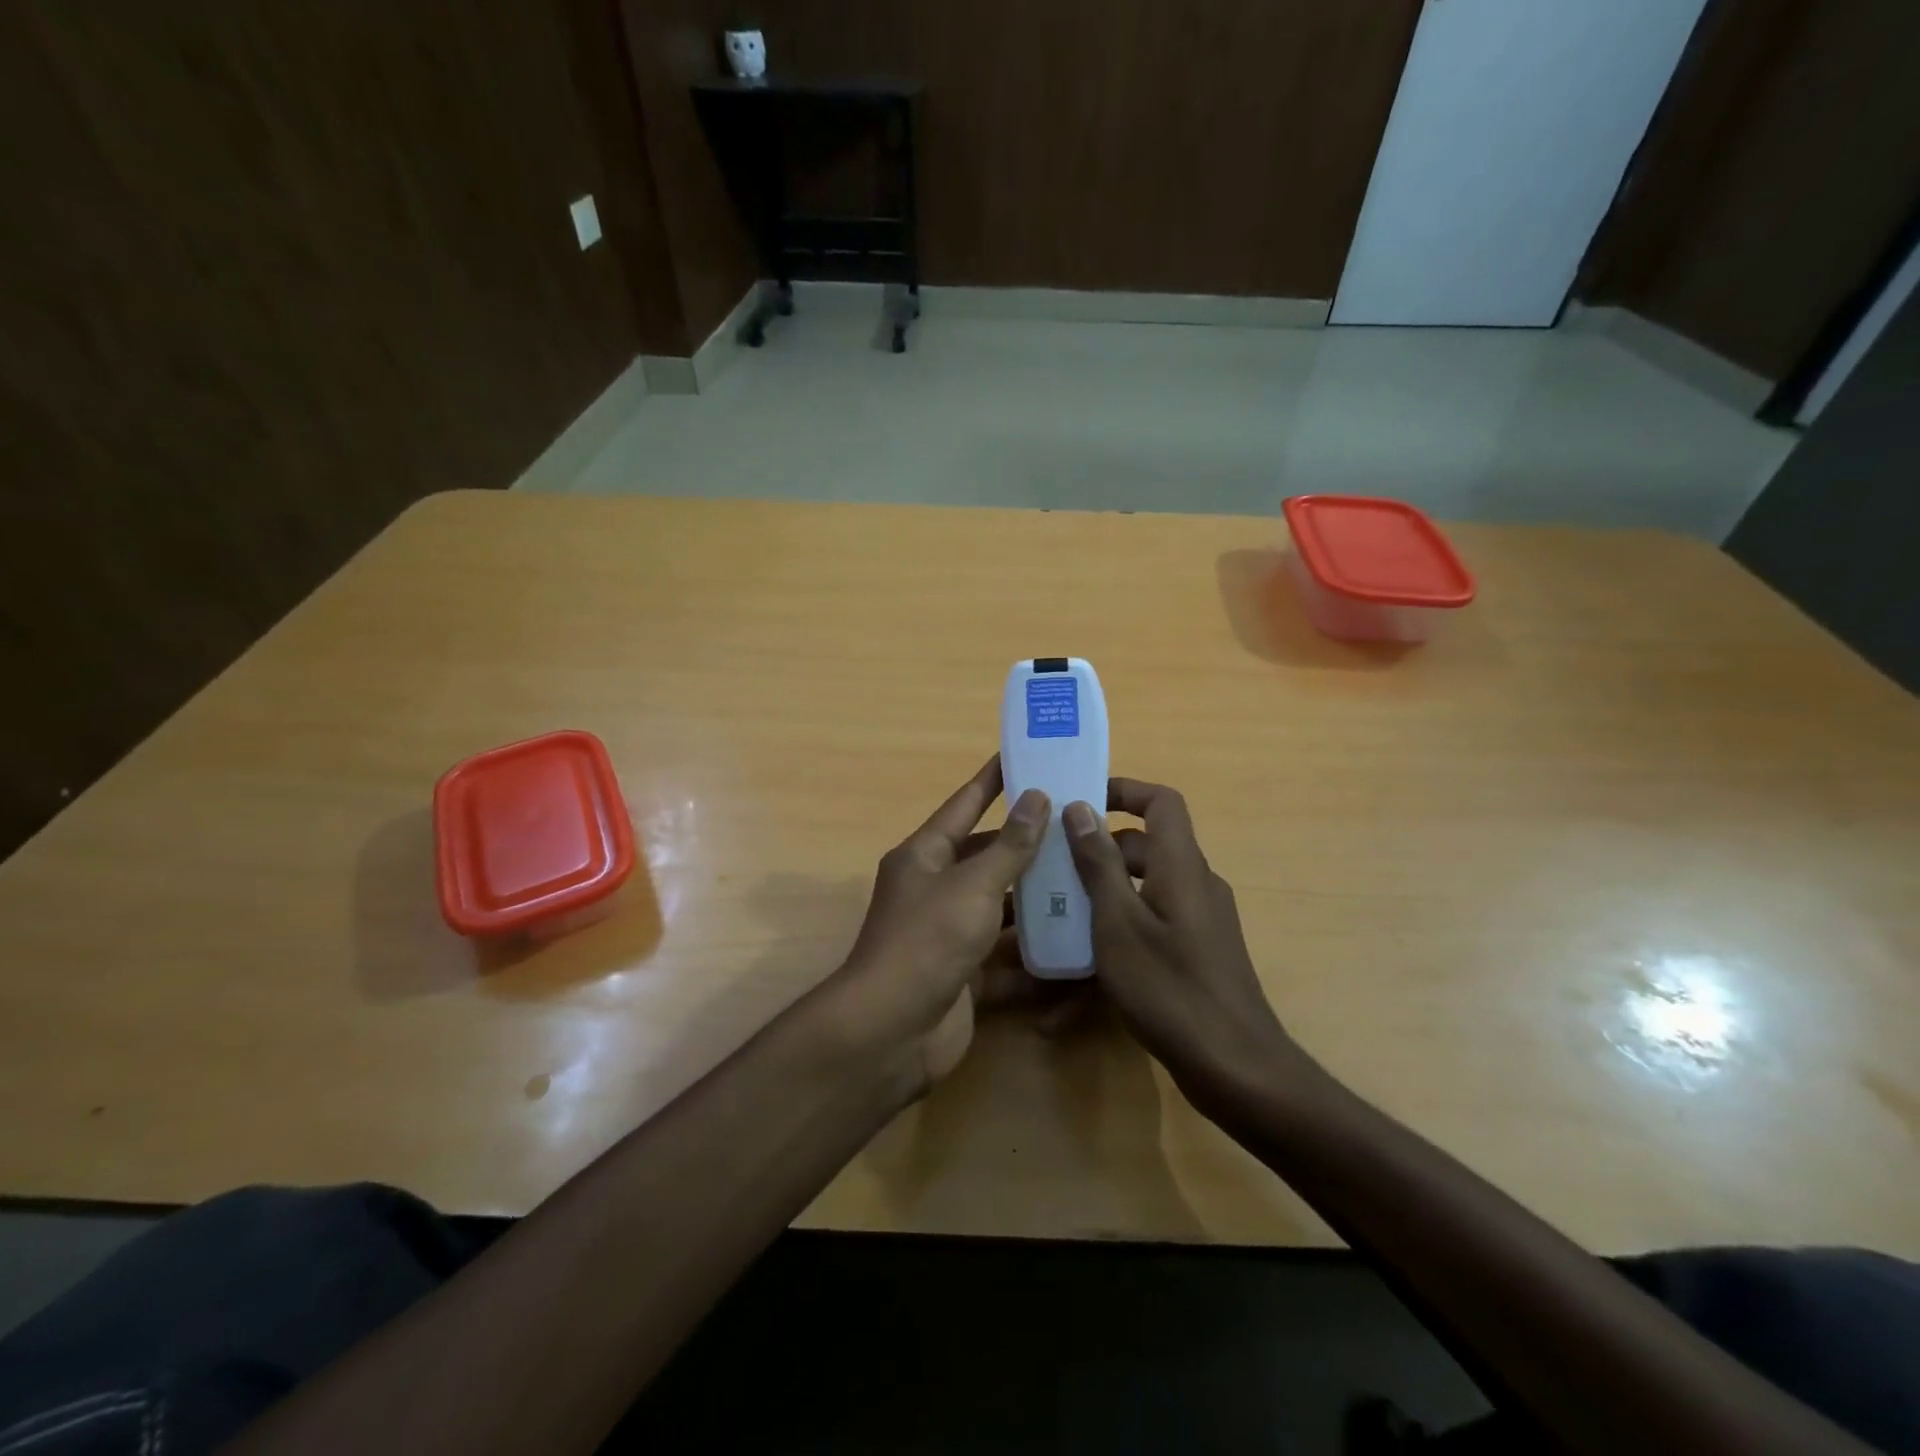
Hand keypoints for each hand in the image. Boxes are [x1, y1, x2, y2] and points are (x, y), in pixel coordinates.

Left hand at [832, 756, 1048, 1093]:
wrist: (892, 1032)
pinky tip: (1075, 942)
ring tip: (1087, 876)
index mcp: (925, 855)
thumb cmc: (928, 941)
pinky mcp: (965, 973)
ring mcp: (949, 932)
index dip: (993, 780)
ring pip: (1000, 905)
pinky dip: (1034, 951)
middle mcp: (934, 888)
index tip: (1024, 756)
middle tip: (1076, 824)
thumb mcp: (972, 885)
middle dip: (1027, 842)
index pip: (964, 804)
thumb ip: (1010, 846)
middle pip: (986, 856)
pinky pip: (1005, 954)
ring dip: (1036, 896)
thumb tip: (1037, 797)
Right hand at [1062, 779, 1300, 1107]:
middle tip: (1051, 869)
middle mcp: (1195, 884)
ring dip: (1101, 900)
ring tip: (1054, 924)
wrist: (1236, 1069)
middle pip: (1145, 848)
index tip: (1080, 801)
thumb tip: (1081, 807)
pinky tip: (1074, 989)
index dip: (1124, 790)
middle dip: (1097, 854)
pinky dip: (1118, 939)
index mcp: (1181, 866)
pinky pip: (1151, 928)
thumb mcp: (1118, 923)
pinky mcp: (1196, 954)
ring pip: (1143, 891)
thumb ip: (1099, 863)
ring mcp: (1199, 922)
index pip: (1162, 802)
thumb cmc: (1169, 988)